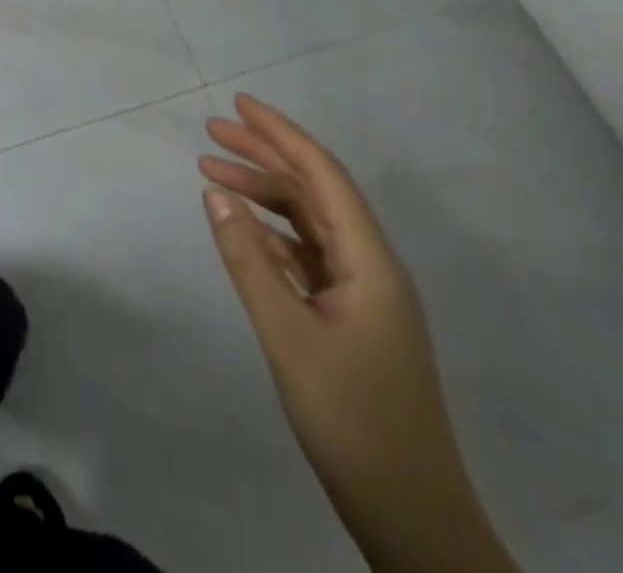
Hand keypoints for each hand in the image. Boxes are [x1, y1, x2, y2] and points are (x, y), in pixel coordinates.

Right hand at [200, 94, 515, 572]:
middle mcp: (371, 265)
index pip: (323, 175)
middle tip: (212, 132)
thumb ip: (249, 260)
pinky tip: (241, 228)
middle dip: (265, 155)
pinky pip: (307, 255)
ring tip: (211, 172)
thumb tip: (214, 194)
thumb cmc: (353, 420)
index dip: (281, 134)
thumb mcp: (289, 336)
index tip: (239, 105)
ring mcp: (363, 293)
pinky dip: (271, 233)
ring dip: (263, 193)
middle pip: (315, 191)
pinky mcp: (351, 318)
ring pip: (308, 222)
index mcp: (370, 261)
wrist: (411, 516)